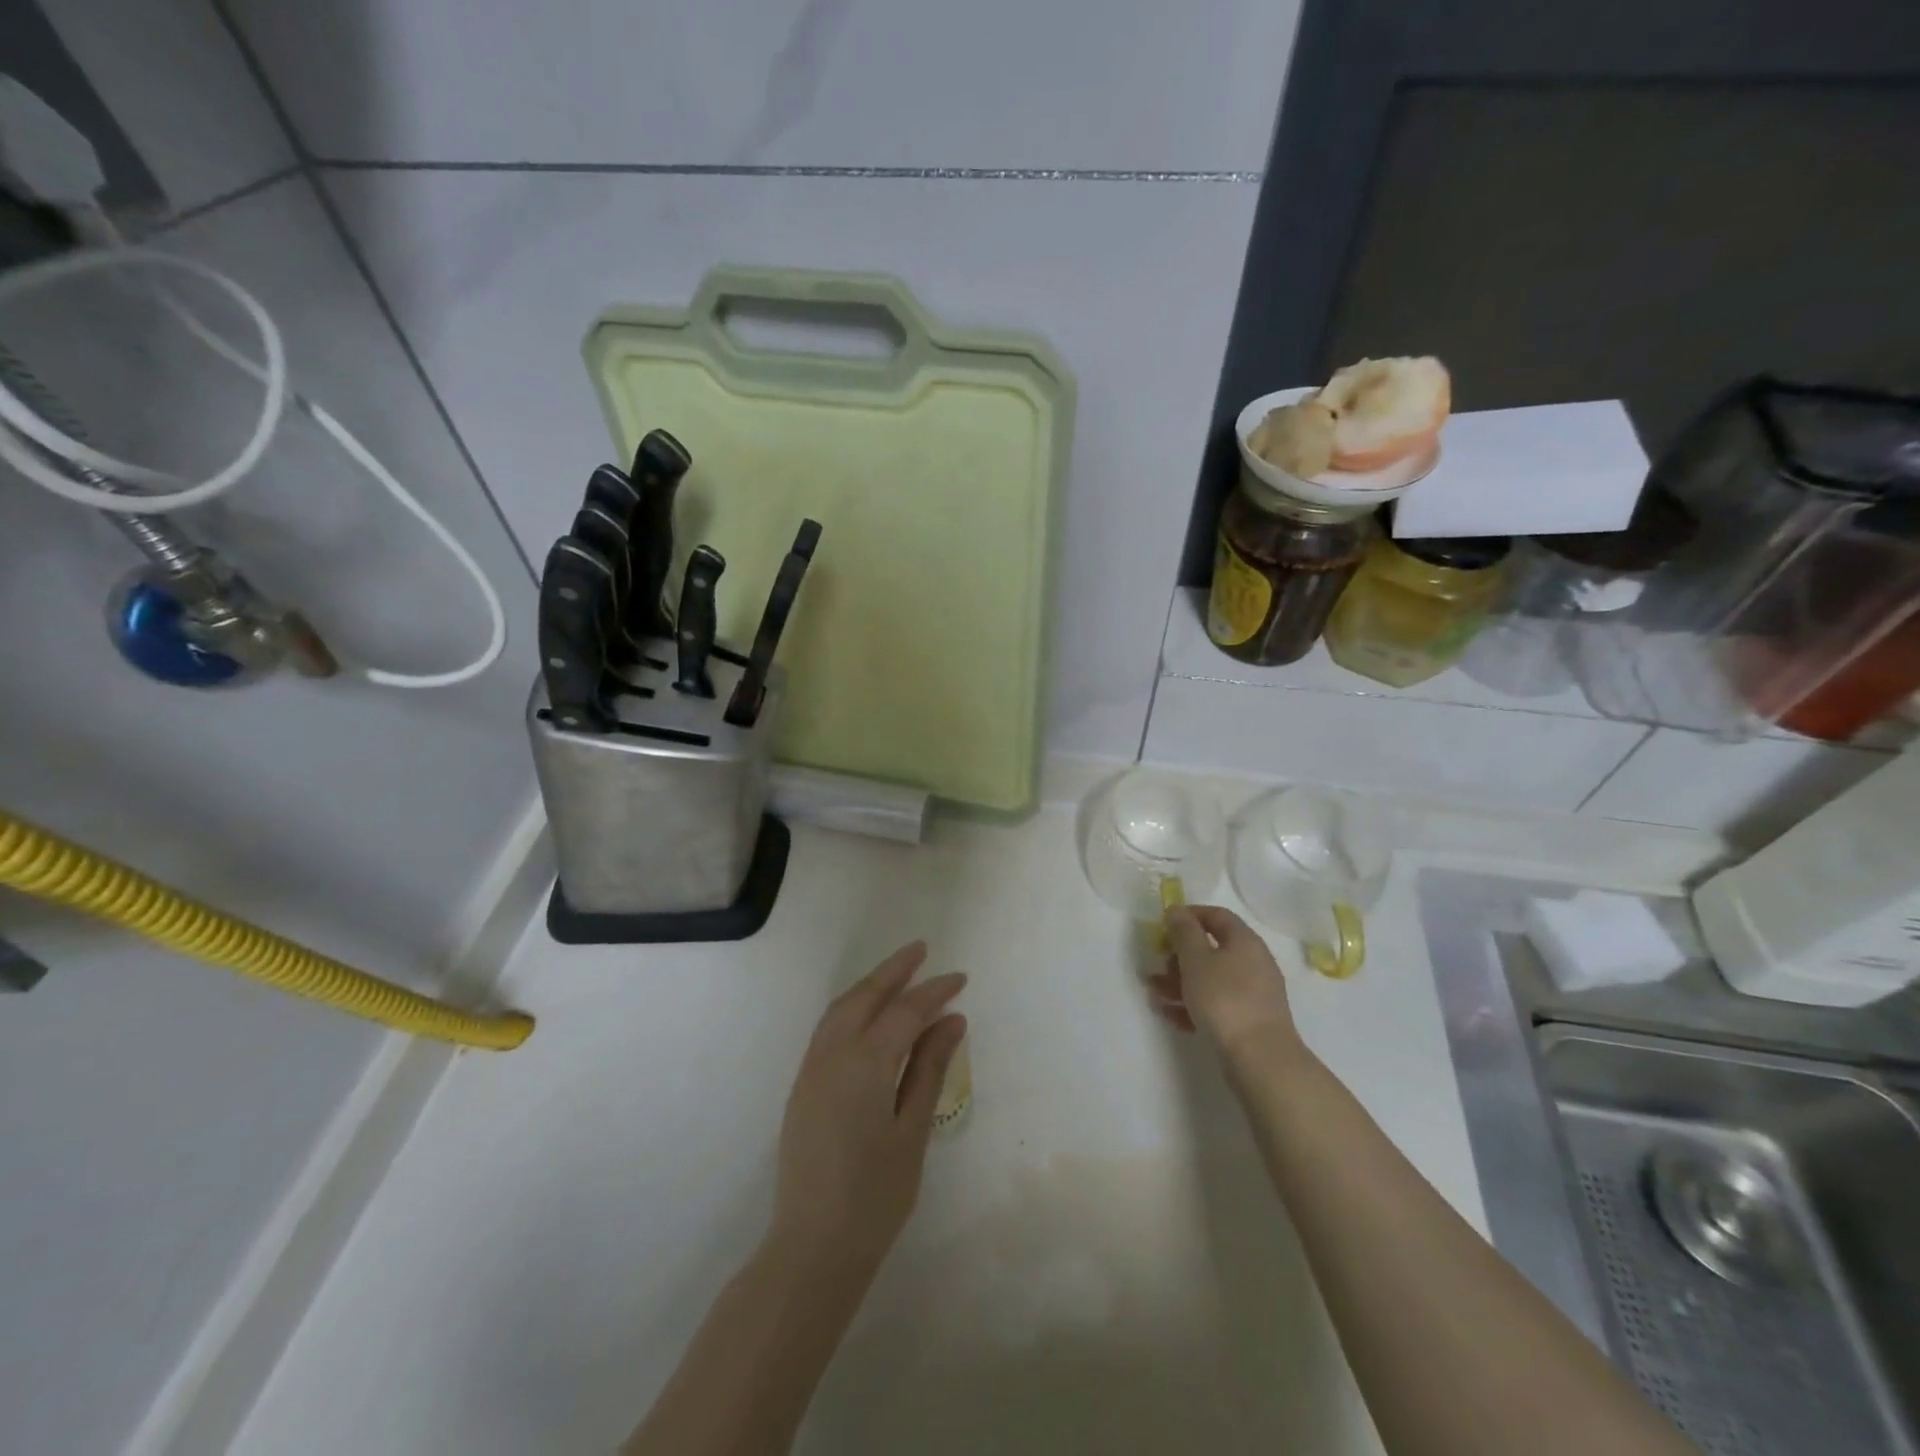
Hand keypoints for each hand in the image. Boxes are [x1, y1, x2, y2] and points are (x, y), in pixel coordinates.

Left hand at [772, 942, 966, 1275]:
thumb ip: (929, 1069)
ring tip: (897, 974)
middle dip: (894, 969)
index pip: (905, 1011)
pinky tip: (868, 1016)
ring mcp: (811, 1069)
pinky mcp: (802, 1086)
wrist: (813, 1246)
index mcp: (864, 1063)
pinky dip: (851, 1008)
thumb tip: (951, 1020)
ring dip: (869, 985)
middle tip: (921, 950)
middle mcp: (832, 1055)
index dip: (934, 991)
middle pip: (865, 996)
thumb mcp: (913, 1130)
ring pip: (841, 1008)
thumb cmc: (875, 1194)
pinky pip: (828, 1028)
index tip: (959, 978)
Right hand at [1149, 905, 1300, 1059]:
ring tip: (1154, 994)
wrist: (1260, 1059)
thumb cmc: (1225, 999)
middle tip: (1157, 965)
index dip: (1189, 915)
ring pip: (1210, 979)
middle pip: (1211, 949)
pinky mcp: (1248, 1021)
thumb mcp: (1196, 959)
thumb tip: (1177, 910)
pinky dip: (1192, 1005)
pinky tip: (1170, 1015)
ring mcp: (1252, 994)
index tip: (1164, 925)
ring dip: (1179, 982)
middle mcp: (1253, 963)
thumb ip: (1183, 931)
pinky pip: (1215, 1004)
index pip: (1216, 915)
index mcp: (1245, 942)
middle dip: (1178, 956)